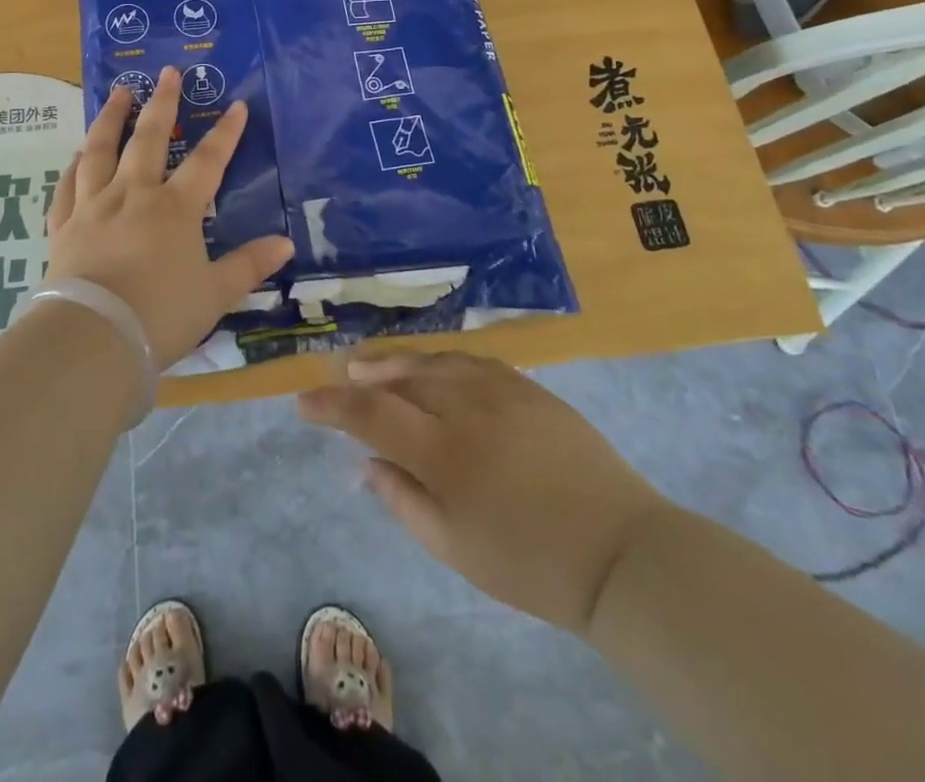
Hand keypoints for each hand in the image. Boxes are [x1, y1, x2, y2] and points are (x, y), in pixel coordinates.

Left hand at [46, 66, 293, 367]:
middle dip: (162, 103)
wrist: (93, 335)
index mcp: (175, 208)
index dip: (226, 133)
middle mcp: (134, 195)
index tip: (237, 106)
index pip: (208, 161)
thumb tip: (285, 244)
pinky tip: (76, 156)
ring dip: (111, 119)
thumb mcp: (216, 294)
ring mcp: (94, 207)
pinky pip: (68, 187)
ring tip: (118, 93)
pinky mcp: (64, 226)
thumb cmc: (161, 314)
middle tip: (167, 72)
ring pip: (101, 151)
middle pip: (149, 139)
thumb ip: (248, 265)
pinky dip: (73, 167)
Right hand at [298, 351, 671, 634]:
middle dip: (362, 374)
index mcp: (443, 451)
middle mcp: (464, 406)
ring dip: (398, 361)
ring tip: (374, 363)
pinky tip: (433, 366)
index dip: (331, 406)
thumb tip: (368, 463)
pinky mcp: (528, 387)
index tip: (303, 402)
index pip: (370, 414)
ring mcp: (500, 390)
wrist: (621, 551)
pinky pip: (470, 360)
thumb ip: (403, 500)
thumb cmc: (531, 564)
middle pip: (399, 377)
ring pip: (433, 361)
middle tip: (340, 372)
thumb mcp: (456, 548)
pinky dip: (441, 361)